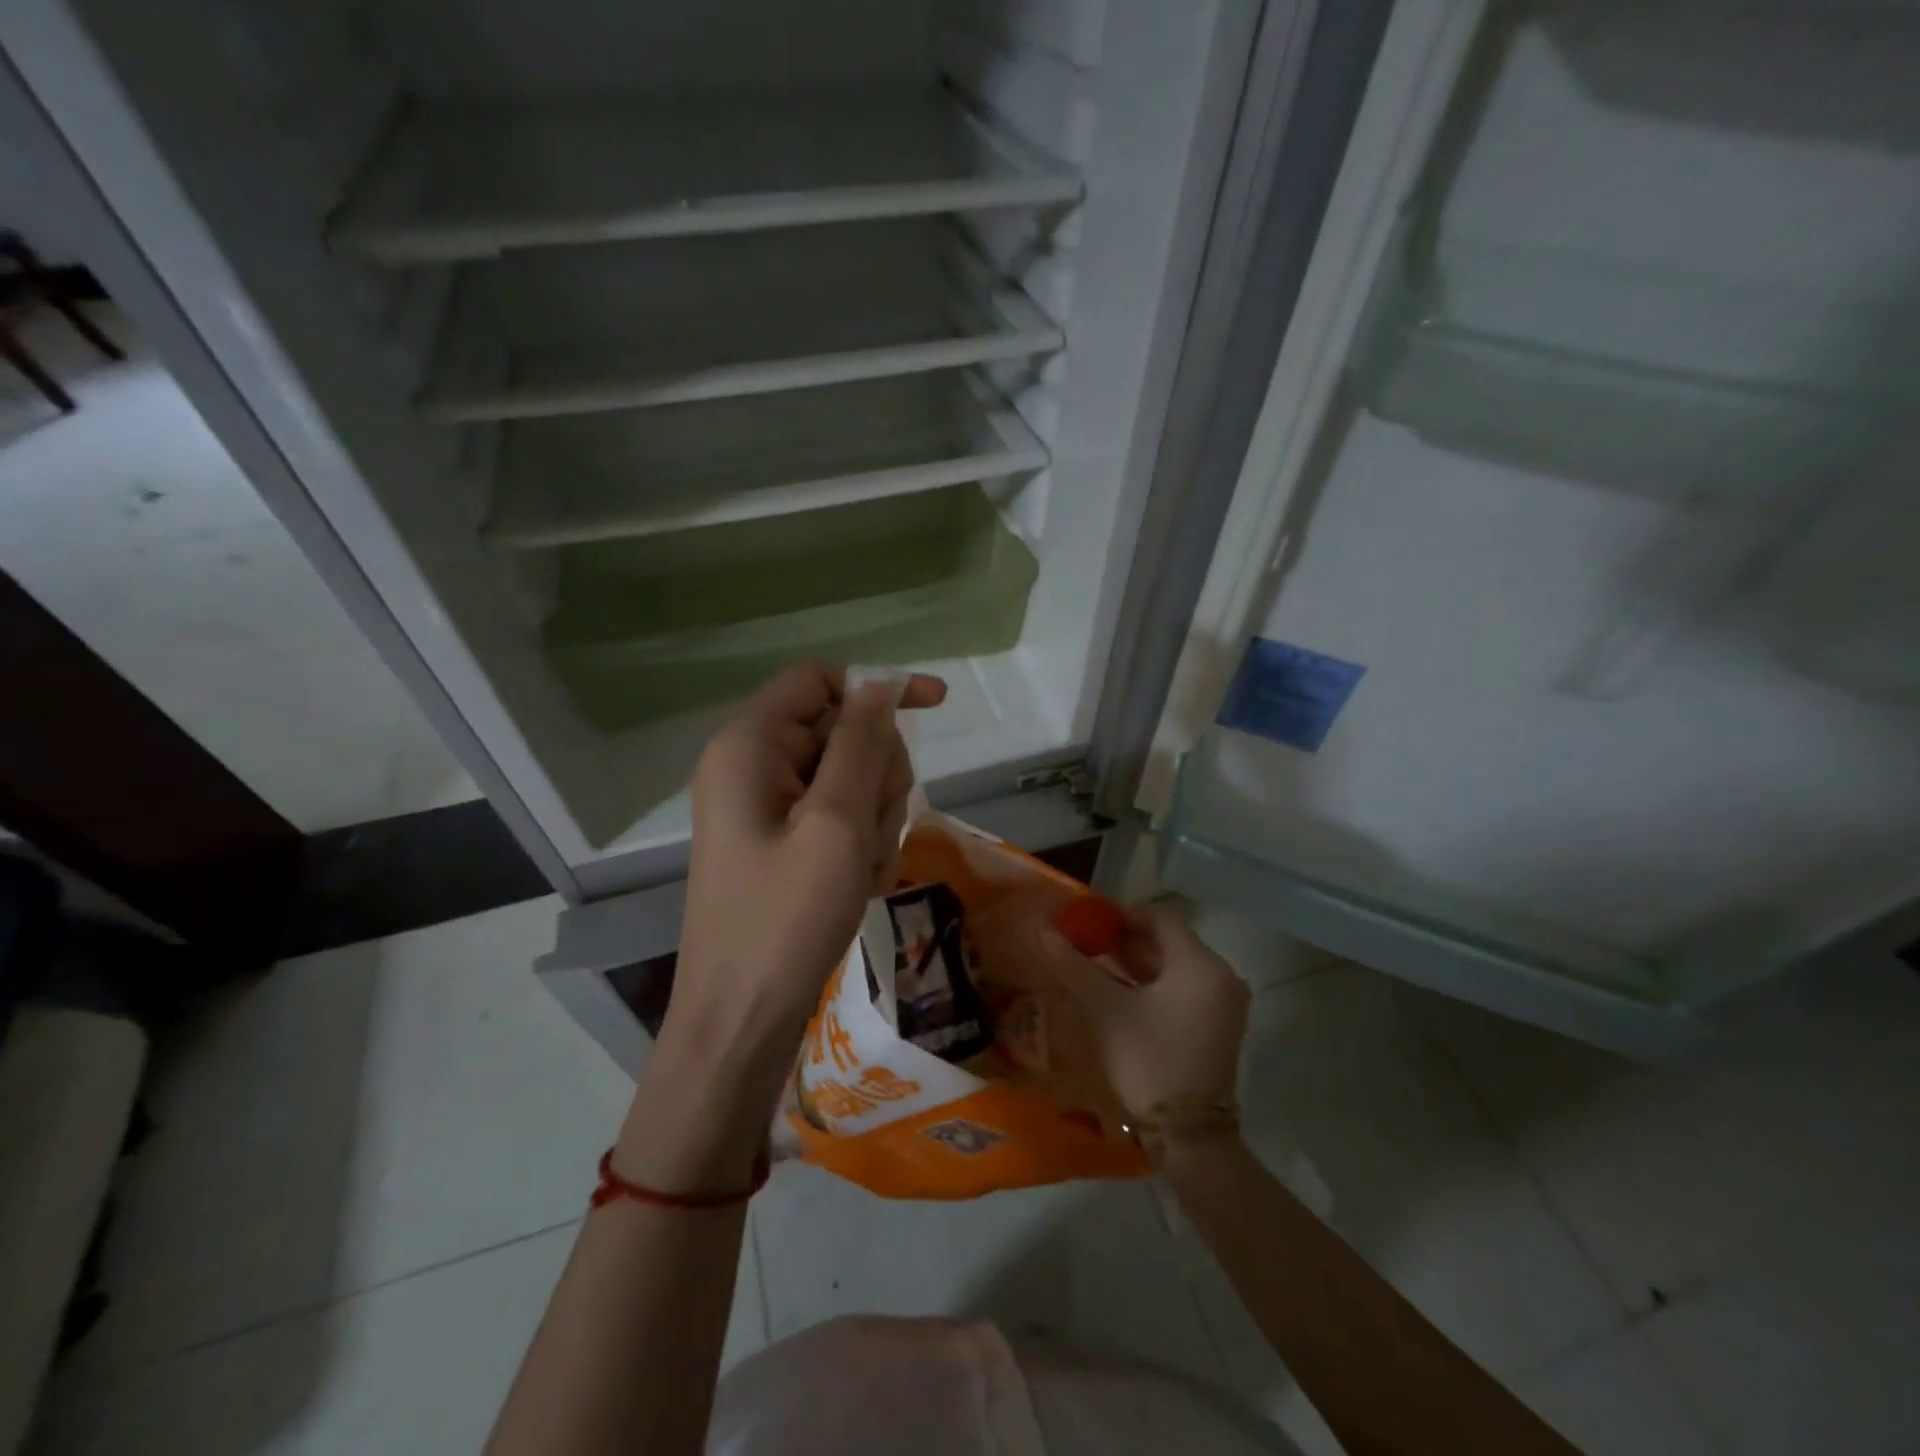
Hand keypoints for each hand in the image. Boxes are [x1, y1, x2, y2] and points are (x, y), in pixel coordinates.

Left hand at [670, 662, 946, 1074]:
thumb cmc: (786, 919)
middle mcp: (753, 766)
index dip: (876, 687)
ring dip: (873, 818)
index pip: (818, 680)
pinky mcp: (781, 843)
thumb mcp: (836, 824)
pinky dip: (859, 844)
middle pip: (841, 731)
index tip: (936, 706)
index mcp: (750, 746)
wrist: (743, 1020)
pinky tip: (857, 885)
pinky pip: (838, 818)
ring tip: (861, 870)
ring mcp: (766, 808)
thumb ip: (860, 744)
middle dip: (875, 774)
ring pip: (849, 779)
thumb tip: (879, 684)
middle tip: (872, 830)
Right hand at [972, 892, 1248, 1121]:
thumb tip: (1041, 929)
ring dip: (1139, 962)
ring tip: (1097, 965)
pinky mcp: (1219, 1028)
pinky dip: (1154, 984)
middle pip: (1169, 941)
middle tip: (1087, 942)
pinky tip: (1122, 994)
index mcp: (1200, 964)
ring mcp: (1224, 1005)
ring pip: (1176, 967)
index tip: (1087, 920)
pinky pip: (1184, 989)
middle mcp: (1221, 977)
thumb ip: (1072, 964)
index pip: (1159, 917)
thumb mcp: (1103, 1009)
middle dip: (1127, 939)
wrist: (1189, 1137)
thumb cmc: (1147, 1061)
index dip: (1120, 913)